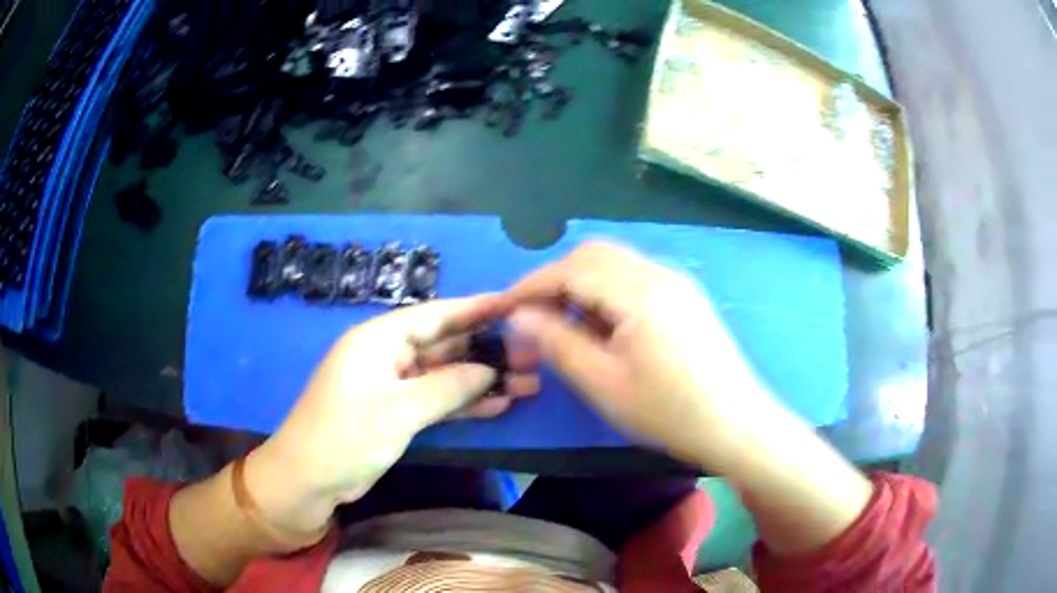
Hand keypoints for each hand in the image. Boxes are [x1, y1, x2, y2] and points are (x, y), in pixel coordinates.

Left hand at [245, 296, 538, 534]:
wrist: (308, 480)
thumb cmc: (345, 436)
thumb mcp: (397, 412)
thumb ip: (447, 388)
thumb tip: (491, 371)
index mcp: (378, 339)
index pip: (434, 315)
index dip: (475, 309)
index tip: (514, 306)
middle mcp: (387, 355)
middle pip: (443, 345)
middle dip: (485, 350)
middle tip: (531, 354)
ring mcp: (392, 386)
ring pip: (444, 375)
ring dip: (480, 380)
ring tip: (526, 382)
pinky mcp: (396, 413)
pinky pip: (436, 400)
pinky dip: (463, 404)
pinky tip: (498, 406)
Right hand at [501, 241, 770, 465]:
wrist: (736, 424)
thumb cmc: (669, 411)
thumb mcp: (604, 384)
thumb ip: (558, 343)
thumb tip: (520, 316)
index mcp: (639, 292)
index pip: (571, 270)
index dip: (531, 286)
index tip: (503, 307)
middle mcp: (659, 274)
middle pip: (593, 255)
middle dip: (555, 279)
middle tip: (532, 315)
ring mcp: (677, 282)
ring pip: (615, 263)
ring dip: (581, 282)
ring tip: (562, 321)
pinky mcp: (686, 297)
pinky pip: (635, 277)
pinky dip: (606, 290)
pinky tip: (602, 323)